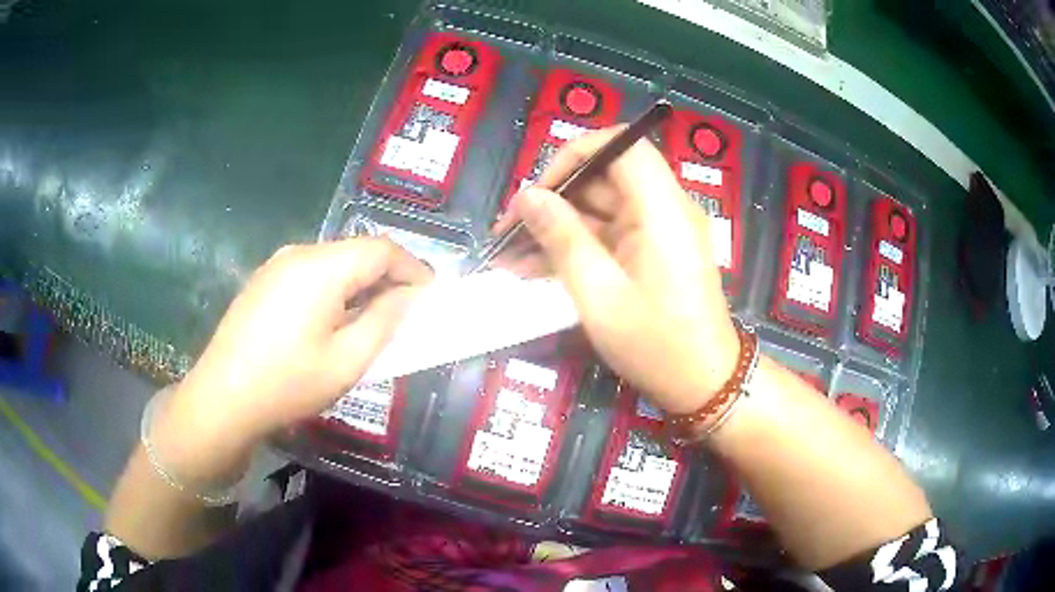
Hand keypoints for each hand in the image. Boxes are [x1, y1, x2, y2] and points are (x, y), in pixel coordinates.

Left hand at [151, 238, 431, 485]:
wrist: (222, 399)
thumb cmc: (288, 383)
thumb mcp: (347, 360)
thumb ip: (385, 321)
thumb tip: (407, 296)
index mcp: (322, 267)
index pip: (382, 249)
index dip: (413, 268)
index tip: (431, 295)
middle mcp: (299, 253)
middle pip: (356, 251)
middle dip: (387, 276)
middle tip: (406, 311)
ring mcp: (276, 265)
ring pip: (333, 262)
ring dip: (360, 283)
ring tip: (372, 318)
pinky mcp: (263, 280)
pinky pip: (310, 273)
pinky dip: (334, 288)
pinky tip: (332, 320)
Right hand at [500, 127, 737, 414]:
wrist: (704, 384)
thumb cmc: (655, 344)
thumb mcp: (599, 294)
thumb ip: (562, 238)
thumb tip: (527, 197)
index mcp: (662, 208)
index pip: (622, 145)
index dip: (576, 155)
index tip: (539, 188)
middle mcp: (665, 209)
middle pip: (606, 177)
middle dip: (555, 198)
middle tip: (510, 230)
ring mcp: (660, 231)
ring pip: (602, 209)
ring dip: (558, 227)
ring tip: (510, 255)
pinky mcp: (654, 251)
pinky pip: (610, 235)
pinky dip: (576, 247)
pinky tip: (534, 269)